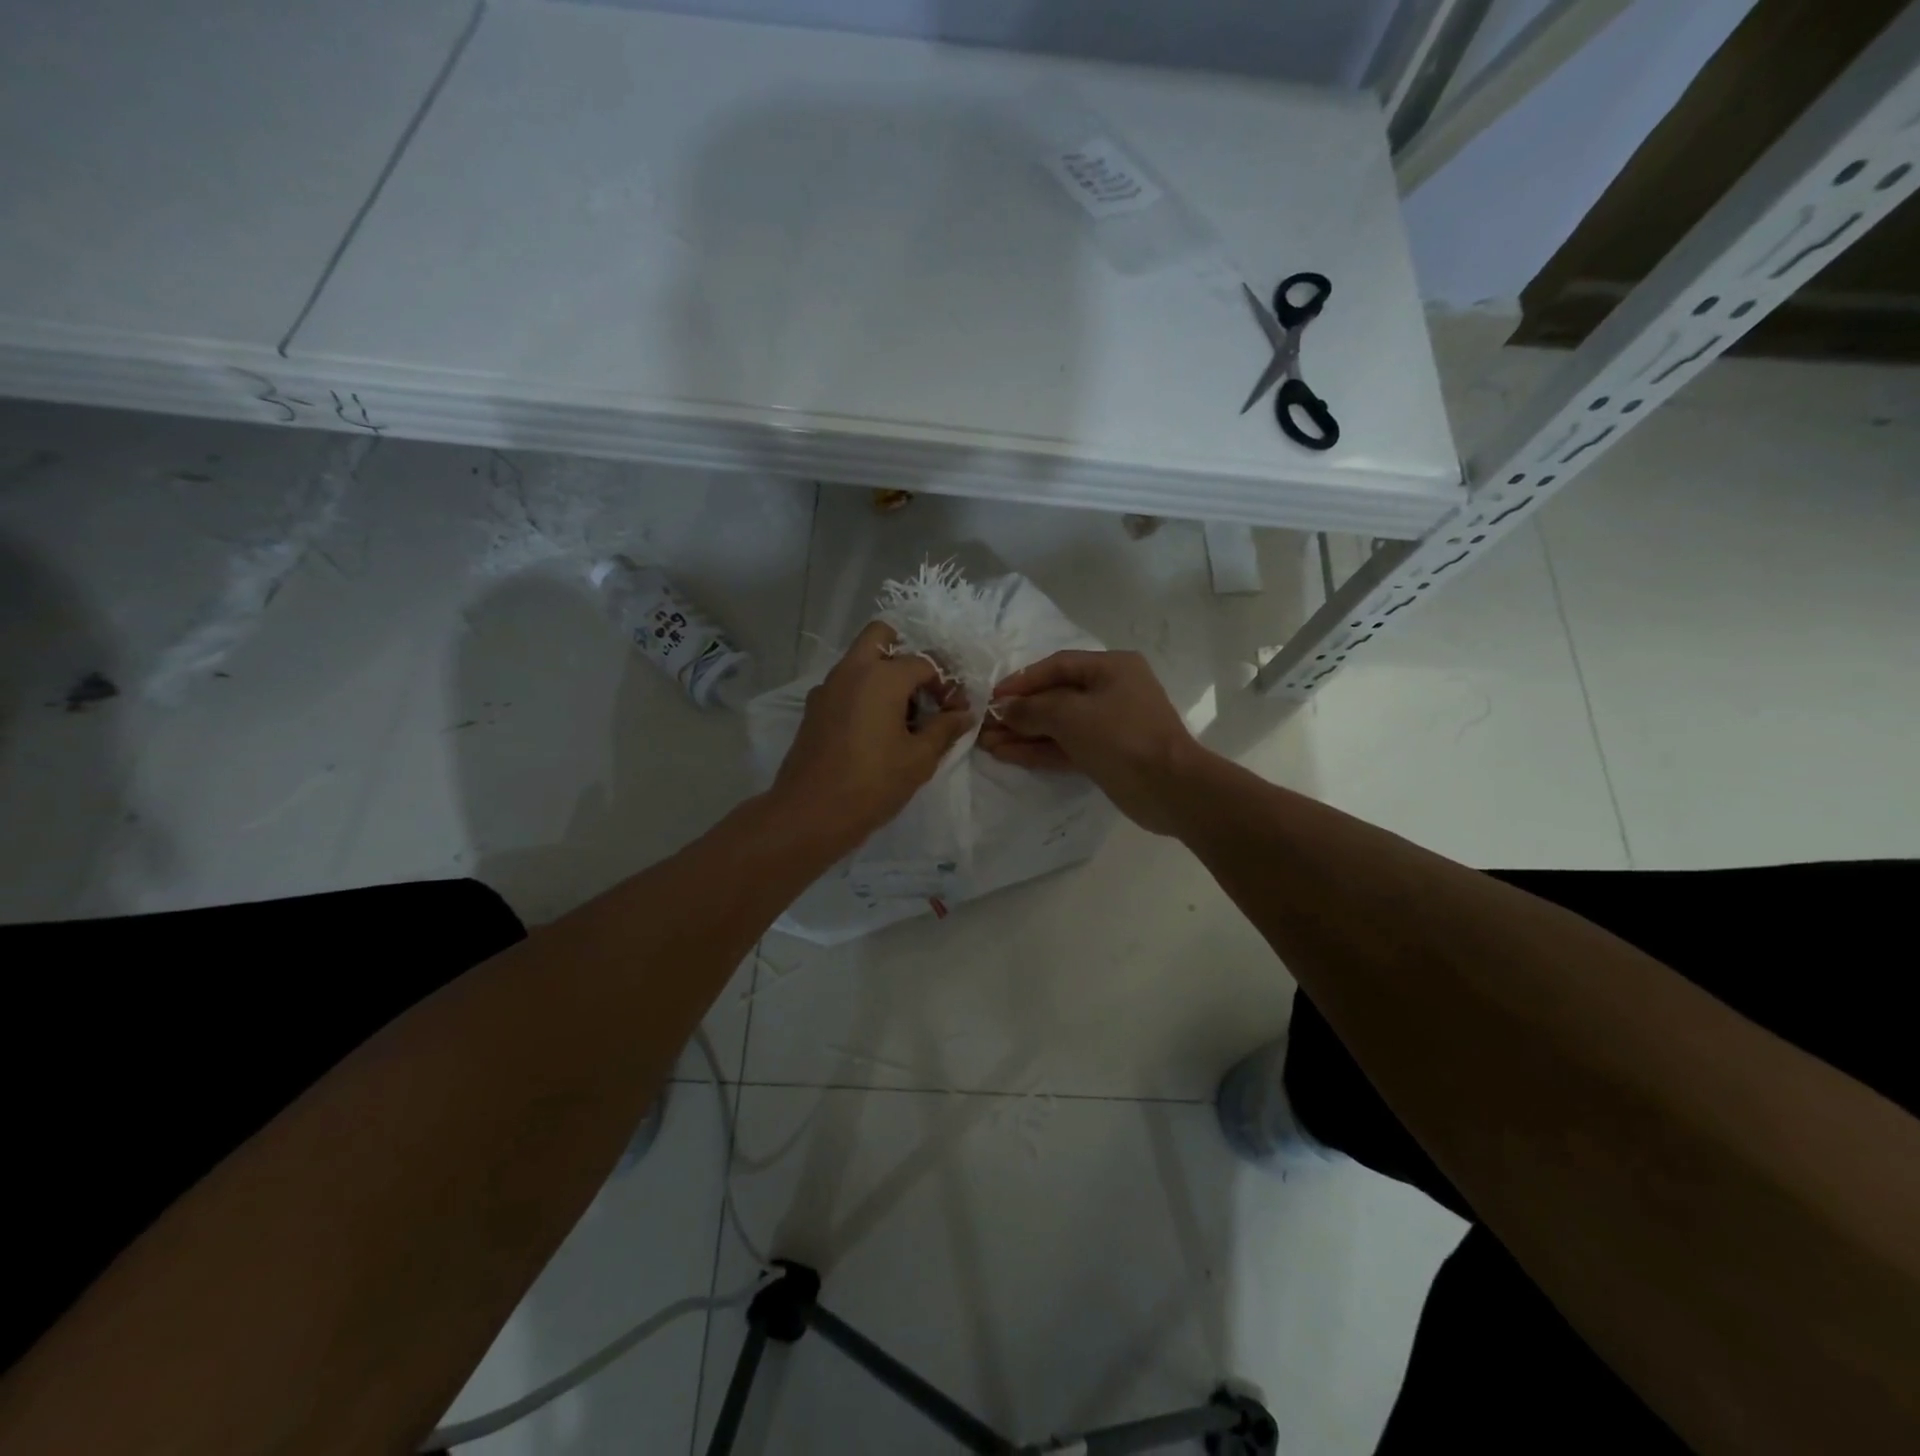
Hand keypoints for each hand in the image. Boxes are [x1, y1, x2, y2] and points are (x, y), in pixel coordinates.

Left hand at [769, 621, 973, 847]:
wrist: (810, 813)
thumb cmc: (872, 783)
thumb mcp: (919, 759)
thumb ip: (944, 730)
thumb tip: (964, 715)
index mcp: (881, 676)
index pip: (924, 663)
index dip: (945, 684)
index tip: (954, 711)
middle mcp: (851, 671)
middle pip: (881, 636)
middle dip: (907, 654)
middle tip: (923, 691)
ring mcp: (827, 688)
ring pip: (860, 661)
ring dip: (884, 675)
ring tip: (904, 717)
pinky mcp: (813, 709)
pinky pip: (845, 685)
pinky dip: (864, 693)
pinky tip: (876, 730)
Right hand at [979, 650, 1204, 834]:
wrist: (1169, 788)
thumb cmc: (1121, 736)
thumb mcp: (1070, 714)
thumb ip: (1032, 709)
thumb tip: (1004, 710)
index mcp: (1111, 668)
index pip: (1057, 666)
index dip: (1022, 680)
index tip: (992, 697)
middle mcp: (1111, 691)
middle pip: (1056, 696)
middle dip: (1019, 711)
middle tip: (984, 724)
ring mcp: (1110, 725)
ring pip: (1058, 725)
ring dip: (1024, 733)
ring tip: (987, 743)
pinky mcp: (1106, 755)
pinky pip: (1066, 747)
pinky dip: (1039, 750)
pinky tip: (1007, 755)